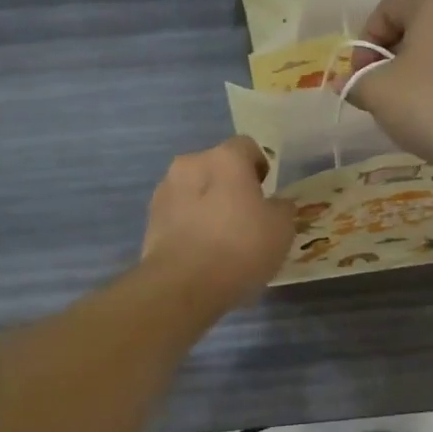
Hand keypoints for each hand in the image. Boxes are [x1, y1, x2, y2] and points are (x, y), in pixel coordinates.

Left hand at [142, 137, 295, 306]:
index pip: (247, 146)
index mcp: (225, 158)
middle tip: (245, 217)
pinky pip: (179, 214)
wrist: (183, 284)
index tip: (266, 193)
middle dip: (230, 185)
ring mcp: (165, 191)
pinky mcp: (150, 219)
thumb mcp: (282, 229)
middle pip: (217, 167)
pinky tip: (201, 252)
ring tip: (221, 239)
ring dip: (207, 204)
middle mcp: (191, 164)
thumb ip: (282, 208)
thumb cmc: (241, 247)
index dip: (260, 167)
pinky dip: (190, 224)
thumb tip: (276, 204)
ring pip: (194, 190)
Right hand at [344, 0, 432, 190]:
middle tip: (379, 92)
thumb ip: (356, 83)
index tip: (360, 78)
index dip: (365, 42)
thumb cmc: (432, 105)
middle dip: (390, 56)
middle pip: (416, 24)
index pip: (387, 7)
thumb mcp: (378, 93)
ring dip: (416, 71)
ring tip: (407, 106)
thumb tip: (345, 84)